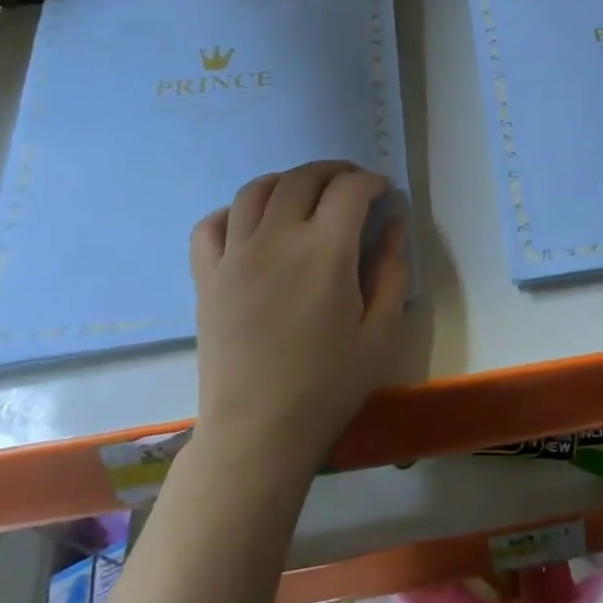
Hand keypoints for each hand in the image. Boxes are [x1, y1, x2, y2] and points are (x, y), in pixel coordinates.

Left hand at [187, 160, 410, 469]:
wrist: (258, 431)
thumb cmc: (329, 385)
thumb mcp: (382, 331)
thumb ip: (392, 270)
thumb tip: (395, 224)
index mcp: (325, 251)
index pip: (350, 189)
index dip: (373, 182)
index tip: (386, 193)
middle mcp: (276, 239)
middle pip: (303, 178)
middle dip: (335, 171)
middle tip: (355, 185)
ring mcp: (234, 255)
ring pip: (256, 190)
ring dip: (289, 181)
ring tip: (308, 195)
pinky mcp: (206, 277)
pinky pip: (212, 224)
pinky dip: (235, 211)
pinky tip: (253, 224)